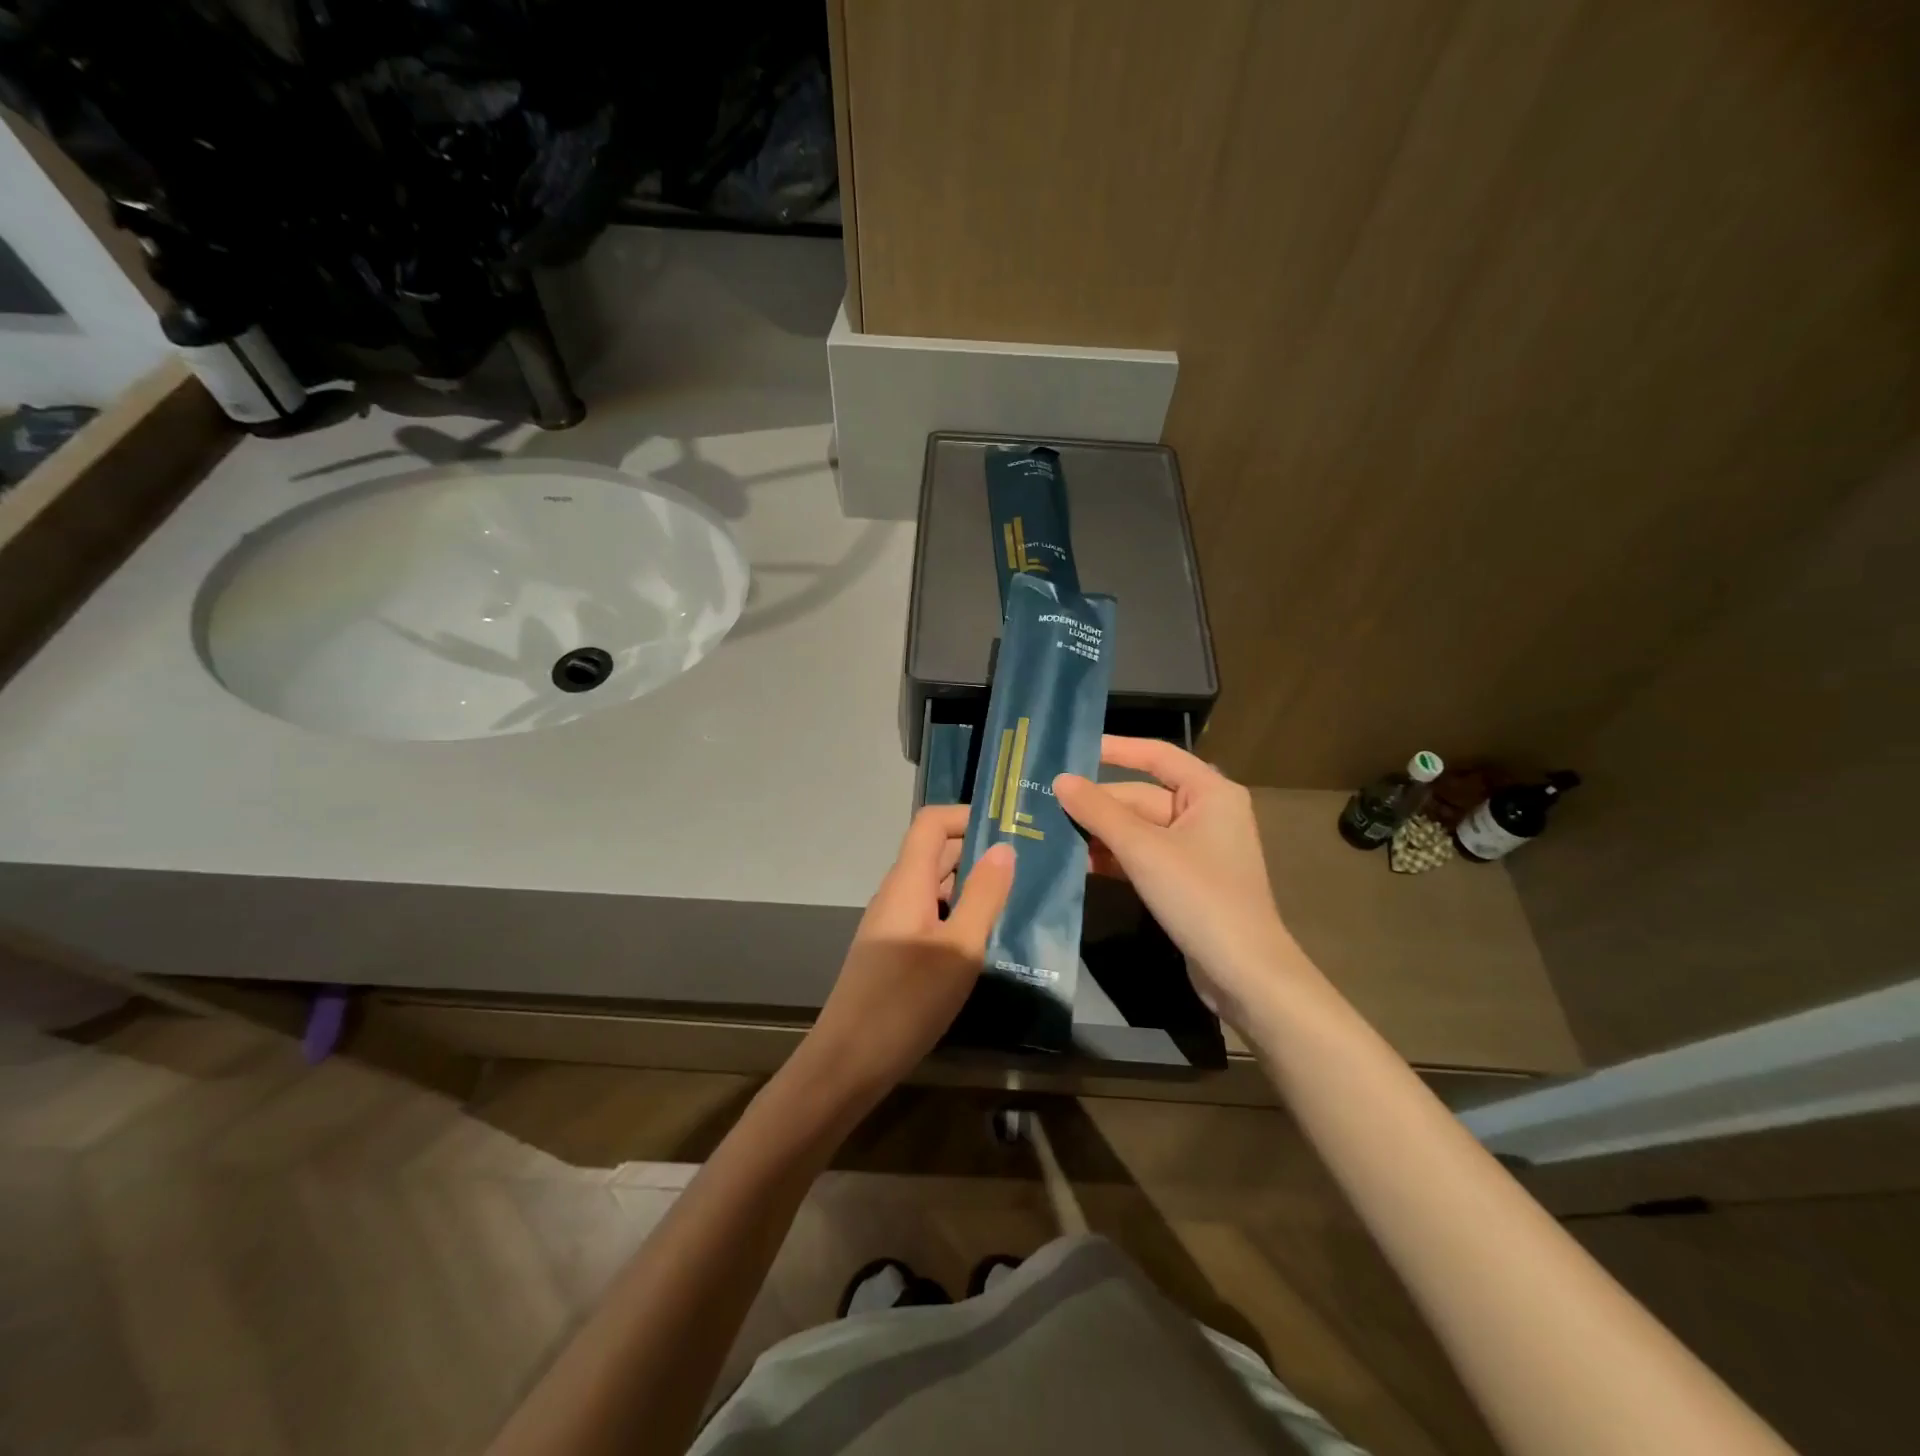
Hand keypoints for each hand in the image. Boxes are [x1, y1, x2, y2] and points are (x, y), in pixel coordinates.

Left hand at [798, 805, 1014, 1106]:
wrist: (848, 1062)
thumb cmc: (906, 1001)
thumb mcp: (959, 948)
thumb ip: (983, 896)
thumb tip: (1004, 847)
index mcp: (907, 882)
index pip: (932, 822)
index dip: (967, 816)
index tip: (1011, 829)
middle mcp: (897, 894)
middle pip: (935, 852)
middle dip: (979, 850)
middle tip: (1029, 864)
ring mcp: (893, 924)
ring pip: (935, 887)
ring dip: (972, 885)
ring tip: (1017, 899)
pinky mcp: (895, 952)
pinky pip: (930, 915)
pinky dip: (959, 914)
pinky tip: (985, 939)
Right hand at [1054, 737, 1301, 1023]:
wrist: (1244, 974)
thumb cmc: (1200, 896)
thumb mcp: (1144, 850)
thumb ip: (1099, 812)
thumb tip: (1060, 780)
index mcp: (1210, 792)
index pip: (1156, 755)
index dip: (1115, 749)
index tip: (1072, 750)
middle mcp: (1205, 813)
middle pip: (1141, 796)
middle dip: (1098, 804)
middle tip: (1045, 804)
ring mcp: (1196, 849)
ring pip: (1138, 829)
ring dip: (1101, 833)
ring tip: (1051, 833)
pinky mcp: (1185, 880)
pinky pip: (1144, 856)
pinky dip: (1115, 858)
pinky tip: (1078, 864)